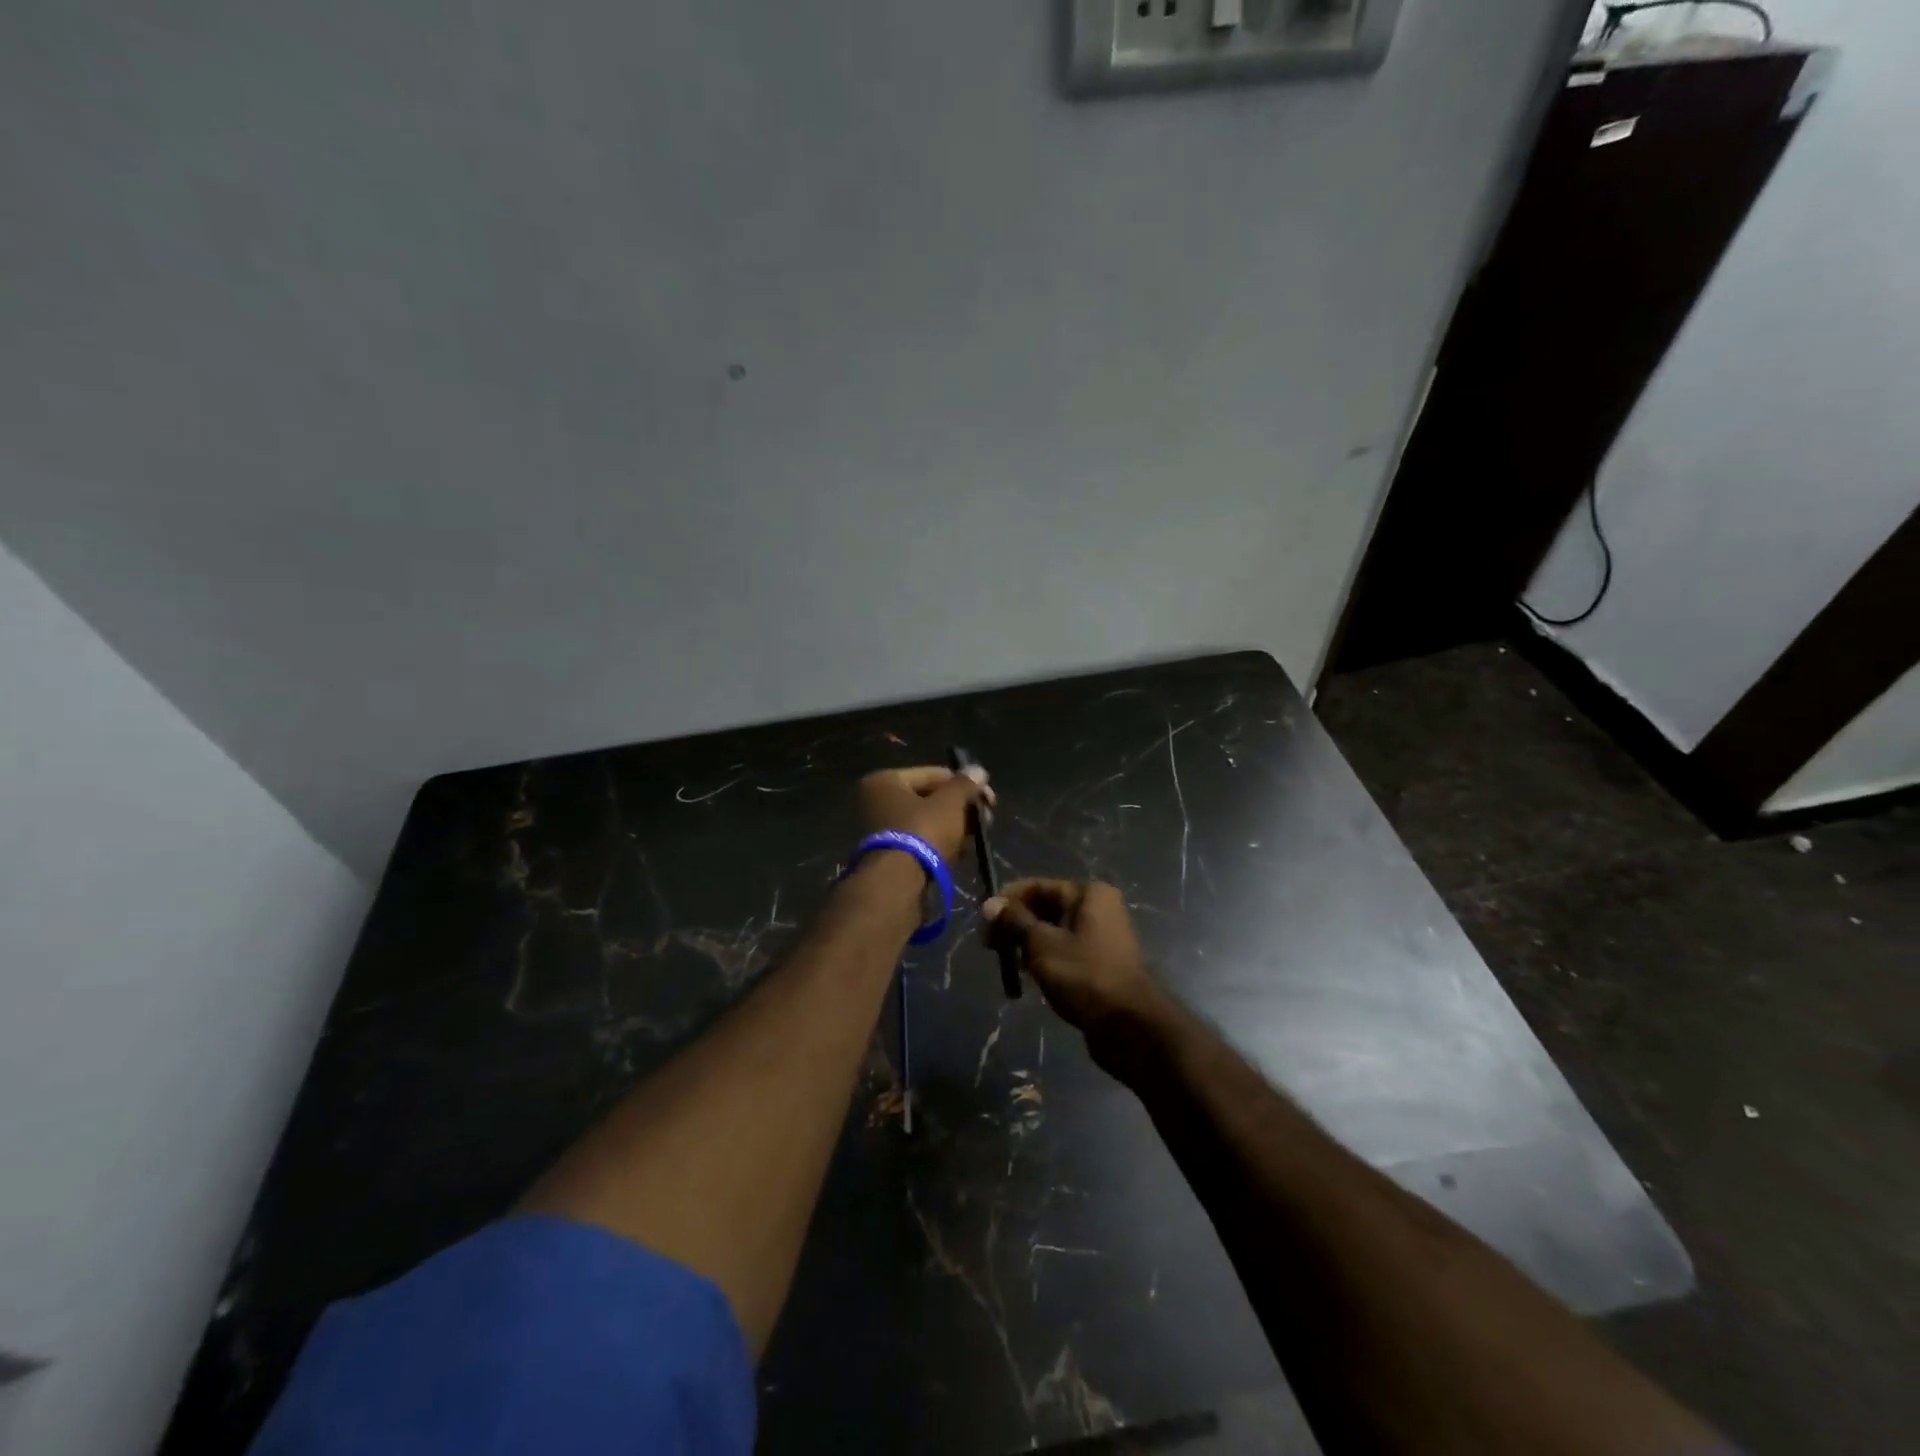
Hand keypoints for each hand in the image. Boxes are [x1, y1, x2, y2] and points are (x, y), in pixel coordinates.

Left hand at [857, 765, 992, 869]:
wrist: (898, 882)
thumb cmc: (923, 831)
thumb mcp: (950, 803)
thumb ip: (965, 785)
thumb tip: (978, 770)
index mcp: (885, 780)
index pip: (934, 774)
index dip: (965, 784)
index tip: (989, 798)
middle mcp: (877, 800)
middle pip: (929, 797)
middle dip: (961, 807)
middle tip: (987, 817)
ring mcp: (880, 828)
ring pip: (926, 820)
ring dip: (953, 825)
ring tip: (977, 835)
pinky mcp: (889, 853)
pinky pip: (920, 839)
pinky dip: (940, 842)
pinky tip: (961, 850)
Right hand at [982, 880, 1165, 1048]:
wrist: (1129, 1025)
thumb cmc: (1083, 975)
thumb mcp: (1041, 944)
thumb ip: (1014, 921)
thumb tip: (990, 904)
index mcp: (1088, 893)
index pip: (1038, 886)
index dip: (1008, 900)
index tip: (983, 920)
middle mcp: (1098, 907)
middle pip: (1046, 907)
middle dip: (1016, 925)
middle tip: (990, 947)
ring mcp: (1102, 936)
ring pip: (1054, 931)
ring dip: (1028, 944)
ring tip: (1008, 965)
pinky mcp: (1100, 961)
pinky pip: (1065, 950)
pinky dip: (1045, 958)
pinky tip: (1029, 977)